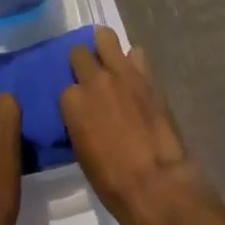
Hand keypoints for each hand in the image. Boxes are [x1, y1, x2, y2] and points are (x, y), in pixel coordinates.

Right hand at [61, 28, 219, 224]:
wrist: (158, 187)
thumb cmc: (114, 185)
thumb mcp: (84, 155)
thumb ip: (80, 123)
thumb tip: (85, 115)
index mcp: (73, 103)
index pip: (66, 88)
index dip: (75, 99)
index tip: (81, 109)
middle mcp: (94, 80)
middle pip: (80, 53)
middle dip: (84, 63)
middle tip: (92, 79)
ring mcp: (121, 73)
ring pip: (105, 37)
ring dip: (106, 49)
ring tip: (112, 65)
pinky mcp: (146, 75)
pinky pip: (136, 54)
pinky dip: (135, 63)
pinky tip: (137, 78)